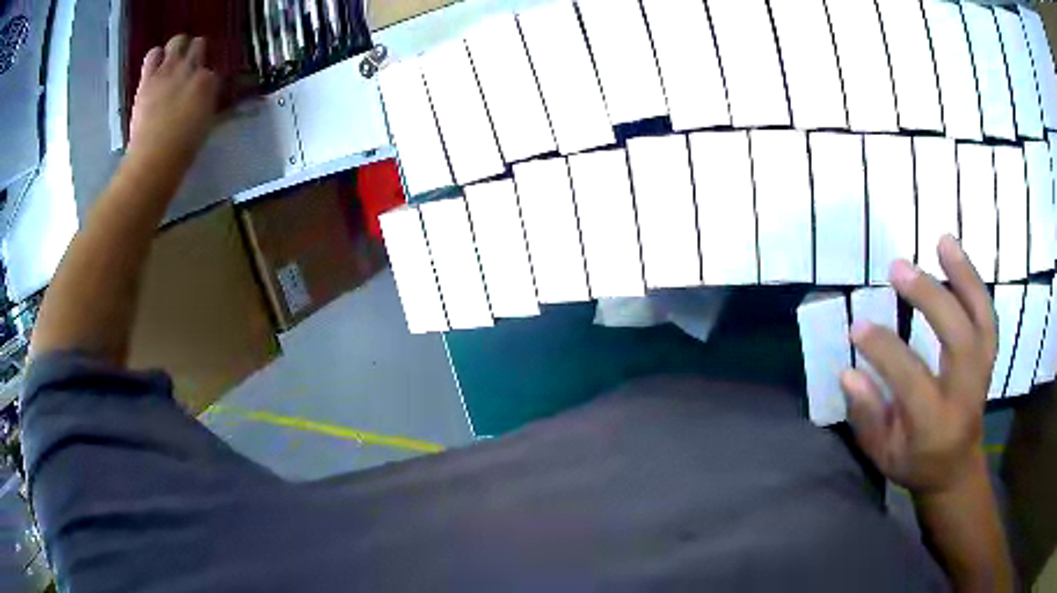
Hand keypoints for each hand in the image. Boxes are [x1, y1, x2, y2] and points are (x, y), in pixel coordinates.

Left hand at [128, 35, 219, 167]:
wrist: (154, 158)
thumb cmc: (182, 150)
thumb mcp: (204, 125)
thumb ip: (205, 104)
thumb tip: (204, 98)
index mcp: (208, 83)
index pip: (211, 71)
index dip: (205, 79)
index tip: (201, 89)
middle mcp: (190, 69)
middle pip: (198, 45)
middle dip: (195, 53)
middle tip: (189, 66)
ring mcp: (168, 71)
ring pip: (177, 41)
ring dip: (176, 49)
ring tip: (171, 62)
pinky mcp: (148, 79)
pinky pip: (153, 55)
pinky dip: (155, 57)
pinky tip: (154, 68)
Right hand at [841, 235, 995, 496]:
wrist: (957, 468)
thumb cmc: (916, 463)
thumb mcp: (883, 456)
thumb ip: (867, 417)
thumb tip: (848, 373)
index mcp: (935, 424)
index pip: (912, 380)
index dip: (885, 351)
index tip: (857, 327)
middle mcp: (965, 394)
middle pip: (957, 339)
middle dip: (930, 299)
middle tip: (898, 269)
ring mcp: (982, 371)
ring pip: (981, 319)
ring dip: (964, 277)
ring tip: (943, 241)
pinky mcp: (987, 356)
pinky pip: (986, 315)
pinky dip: (974, 283)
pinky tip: (956, 256)